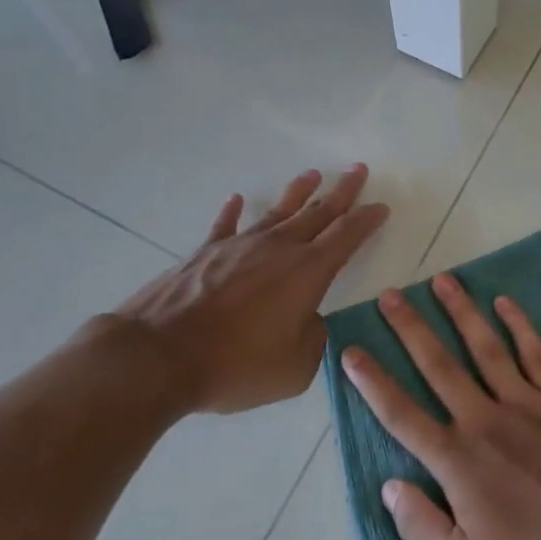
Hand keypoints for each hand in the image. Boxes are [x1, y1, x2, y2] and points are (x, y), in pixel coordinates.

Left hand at [107, 165, 388, 414]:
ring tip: (312, 174)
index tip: (380, 206)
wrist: (160, 355)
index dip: (366, 220)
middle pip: (318, 213)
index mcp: (307, 273)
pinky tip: (237, 199)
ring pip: (277, 212)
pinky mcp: (205, 253)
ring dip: (298, 192)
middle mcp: (278, 249)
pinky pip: (225, 226)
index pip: (346, 237)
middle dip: (342, 191)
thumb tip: (310, 321)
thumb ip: (313, 341)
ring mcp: (239, 246)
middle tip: (357, 170)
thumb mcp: (294, 369)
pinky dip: (232, 212)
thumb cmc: (236, 365)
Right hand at [341, 274, 540, 539]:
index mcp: (458, 461)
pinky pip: (536, 353)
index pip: (402, 414)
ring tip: (442, 280)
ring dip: (461, 311)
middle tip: (390, 294)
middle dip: (410, 328)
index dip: (372, 383)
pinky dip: (519, 325)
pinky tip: (505, 302)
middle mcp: (486, 420)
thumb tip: (390, 486)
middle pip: (439, 365)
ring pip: (485, 346)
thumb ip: (422, 527)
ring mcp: (527, 404)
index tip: (350, 352)